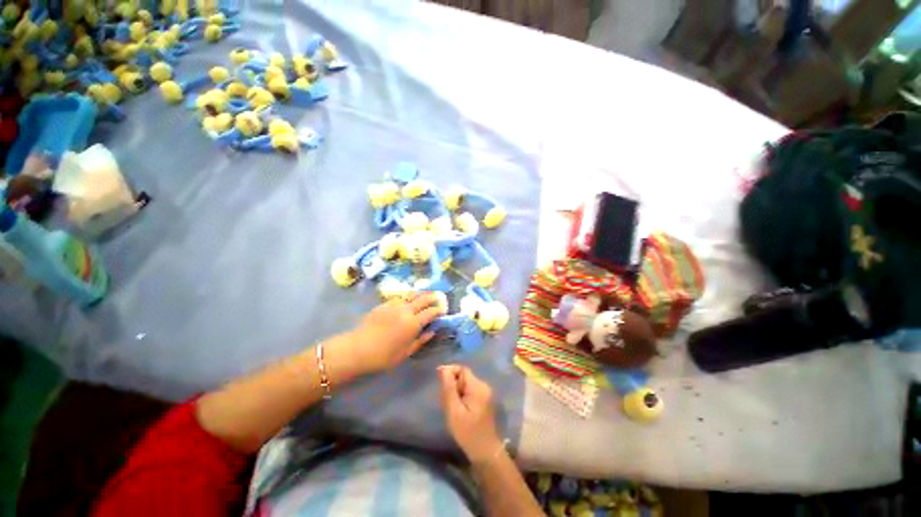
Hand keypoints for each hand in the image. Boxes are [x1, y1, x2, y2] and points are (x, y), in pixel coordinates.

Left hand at [344, 292, 443, 373]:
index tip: (442, 310)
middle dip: (432, 297)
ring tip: (424, 295)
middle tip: (437, 296)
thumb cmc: (384, 355)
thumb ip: (421, 340)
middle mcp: (406, 310)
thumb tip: (432, 331)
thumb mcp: (406, 352)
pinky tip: (405, 302)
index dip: (438, 309)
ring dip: (419, 295)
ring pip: (411, 295)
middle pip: (423, 299)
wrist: (358, 348)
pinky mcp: (384, 304)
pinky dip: (406, 299)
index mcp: (414, 323)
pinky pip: (399, 299)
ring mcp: (394, 305)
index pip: (431, 311)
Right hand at [439, 365, 502, 462]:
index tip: (438, 381)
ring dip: (456, 389)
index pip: (462, 369)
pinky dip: (461, 394)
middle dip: (452, 383)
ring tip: (449, 405)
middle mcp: (483, 385)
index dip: (450, 372)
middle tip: (443, 399)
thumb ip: (449, 389)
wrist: (485, 452)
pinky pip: (470, 390)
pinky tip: (457, 408)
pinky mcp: (484, 399)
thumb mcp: (454, 411)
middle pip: (464, 375)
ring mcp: (485, 392)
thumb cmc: (468, 433)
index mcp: (478, 386)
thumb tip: (443, 369)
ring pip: (466, 383)